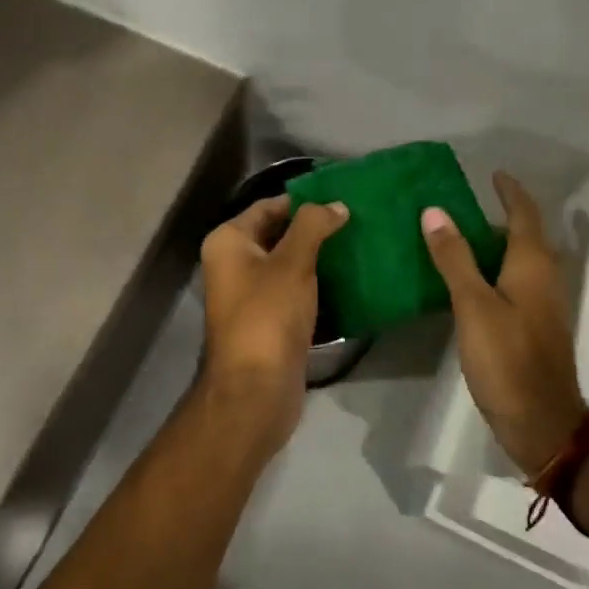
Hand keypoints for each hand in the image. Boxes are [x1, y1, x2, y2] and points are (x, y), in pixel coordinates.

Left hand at [197, 194, 348, 447]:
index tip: (342, 198)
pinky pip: (295, 291)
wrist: (256, 390)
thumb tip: (336, 205)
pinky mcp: (268, 320)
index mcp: (228, 242)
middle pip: (278, 234)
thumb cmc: (268, 316)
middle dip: (314, 229)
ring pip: (289, 264)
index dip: (303, 201)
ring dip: (319, 257)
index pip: (268, 206)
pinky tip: (349, 279)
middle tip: (357, 220)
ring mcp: (250, 295)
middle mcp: (233, 264)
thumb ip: (313, 226)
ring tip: (359, 244)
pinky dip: (317, 284)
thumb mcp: (292, 263)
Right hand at [421, 172, 586, 477]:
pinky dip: (495, 271)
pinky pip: (516, 283)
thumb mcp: (473, 305)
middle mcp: (543, 278)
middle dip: (502, 215)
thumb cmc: (506, 359)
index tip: (493, 174)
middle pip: (526, 236)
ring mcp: (542, 305)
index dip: (510, 192)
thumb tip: (435, 211)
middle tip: (464, 205)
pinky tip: (469, 282)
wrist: (541, 422)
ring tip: (460, 237)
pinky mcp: (534, 328)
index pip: (524, 214)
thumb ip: (454, 258)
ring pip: (521, 261)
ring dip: (497, 244)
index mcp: (532, 265)